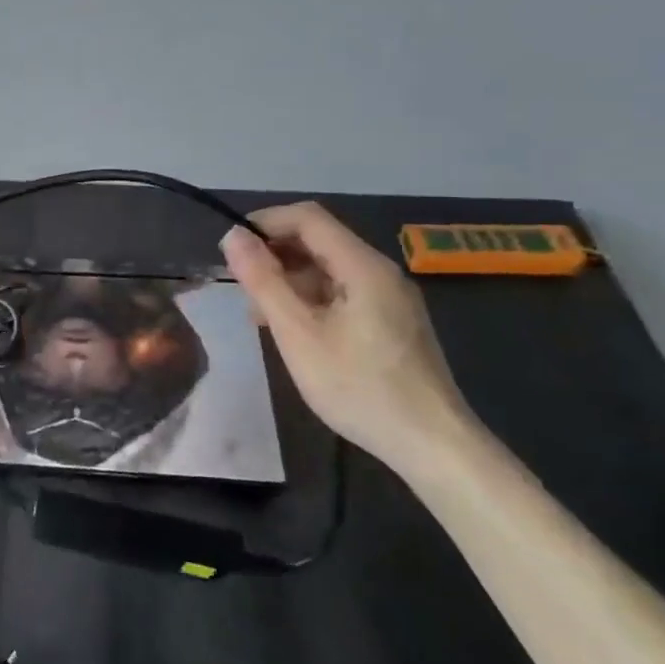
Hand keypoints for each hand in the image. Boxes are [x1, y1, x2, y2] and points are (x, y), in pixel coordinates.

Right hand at [220, 202, 478, 476]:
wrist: (433, 446)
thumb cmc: (359, 387)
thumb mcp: (298, 333)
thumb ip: (263, 280)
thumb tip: (233, 236)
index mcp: (363, 266)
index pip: (307, 217)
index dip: (265, 223)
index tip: (231, 251)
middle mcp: (381, 271)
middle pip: (319, 240)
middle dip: (274, 254)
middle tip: (242, 289)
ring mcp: (390, 298)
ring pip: (329, 269)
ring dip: (289, 280)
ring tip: (260, 317)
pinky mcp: (392, 322)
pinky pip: (343, 292)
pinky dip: (311, 299)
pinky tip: (294, 331)